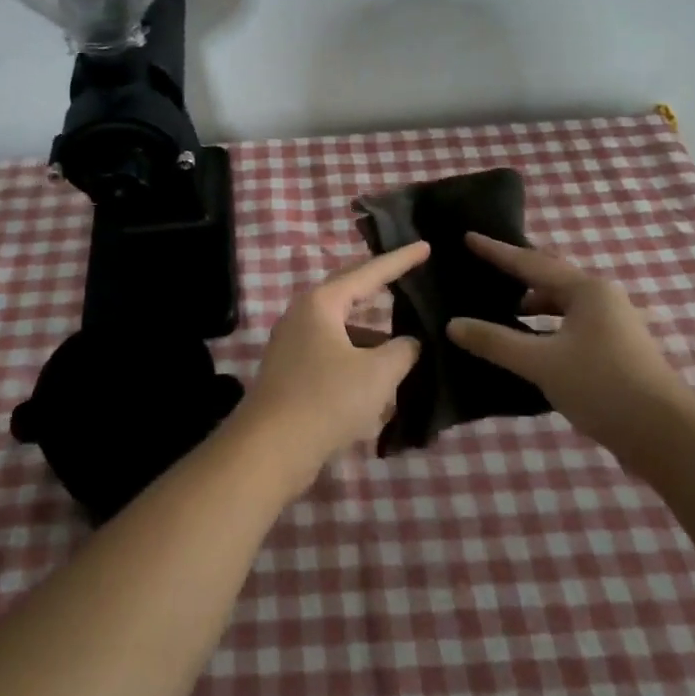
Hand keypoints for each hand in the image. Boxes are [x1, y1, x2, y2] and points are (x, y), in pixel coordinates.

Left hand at [231, 242, 428, 491]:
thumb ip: (402, 351)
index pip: (368, 272)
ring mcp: (293, 345)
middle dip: (381, 290)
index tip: (425, 247)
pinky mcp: (291, 373)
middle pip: (350, 295)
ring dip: (373, 338)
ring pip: (343, 331)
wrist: (270, 449)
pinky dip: (358, 364)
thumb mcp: (378, 374)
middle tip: (410, 278)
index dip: (400, 260)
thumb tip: (409, 343)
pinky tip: (380, 389)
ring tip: (406, 347)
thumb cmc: (327, 399)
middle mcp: (303, 315)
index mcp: (321, 303)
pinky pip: (333, 357)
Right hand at [447, 233, 694, 443]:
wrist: (667, 437)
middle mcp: (602, 298)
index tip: (469, 237)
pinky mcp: (617, 351)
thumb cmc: (602, 386)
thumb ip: (495, 341)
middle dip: (518, 273)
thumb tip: (453, 324)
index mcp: (586, 290)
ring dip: (533, 305)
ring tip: (501, 308)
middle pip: (551, 277)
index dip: (497, 252)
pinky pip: (571, 325)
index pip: (531, 262)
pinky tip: (530, 343)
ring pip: (563, 304)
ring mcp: (614, 325)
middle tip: (484, 267)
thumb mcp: (541, 363)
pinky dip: (546, 327)